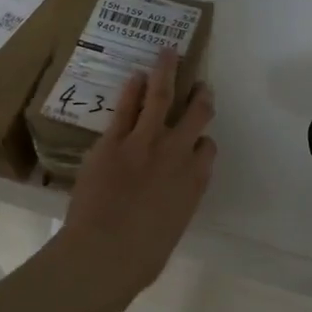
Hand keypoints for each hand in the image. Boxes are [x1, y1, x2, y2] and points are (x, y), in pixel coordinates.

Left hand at [52, 49, 216, 311]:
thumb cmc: (141, 258)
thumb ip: (173, 206)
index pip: (208, 149)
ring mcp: (145, 143)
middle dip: (200, 96)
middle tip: (201, 84)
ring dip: (167, 71)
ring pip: (162, 97)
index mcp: (195, 182)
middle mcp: (177, 155)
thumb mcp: (171, 230)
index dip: (203, 142)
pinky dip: (134, 89)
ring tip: (169, 52)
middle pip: (196, 115)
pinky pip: (128, 107)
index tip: (199, 141)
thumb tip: (163, 201)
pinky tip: (136, 76)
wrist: (103, 254)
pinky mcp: (114, 141)